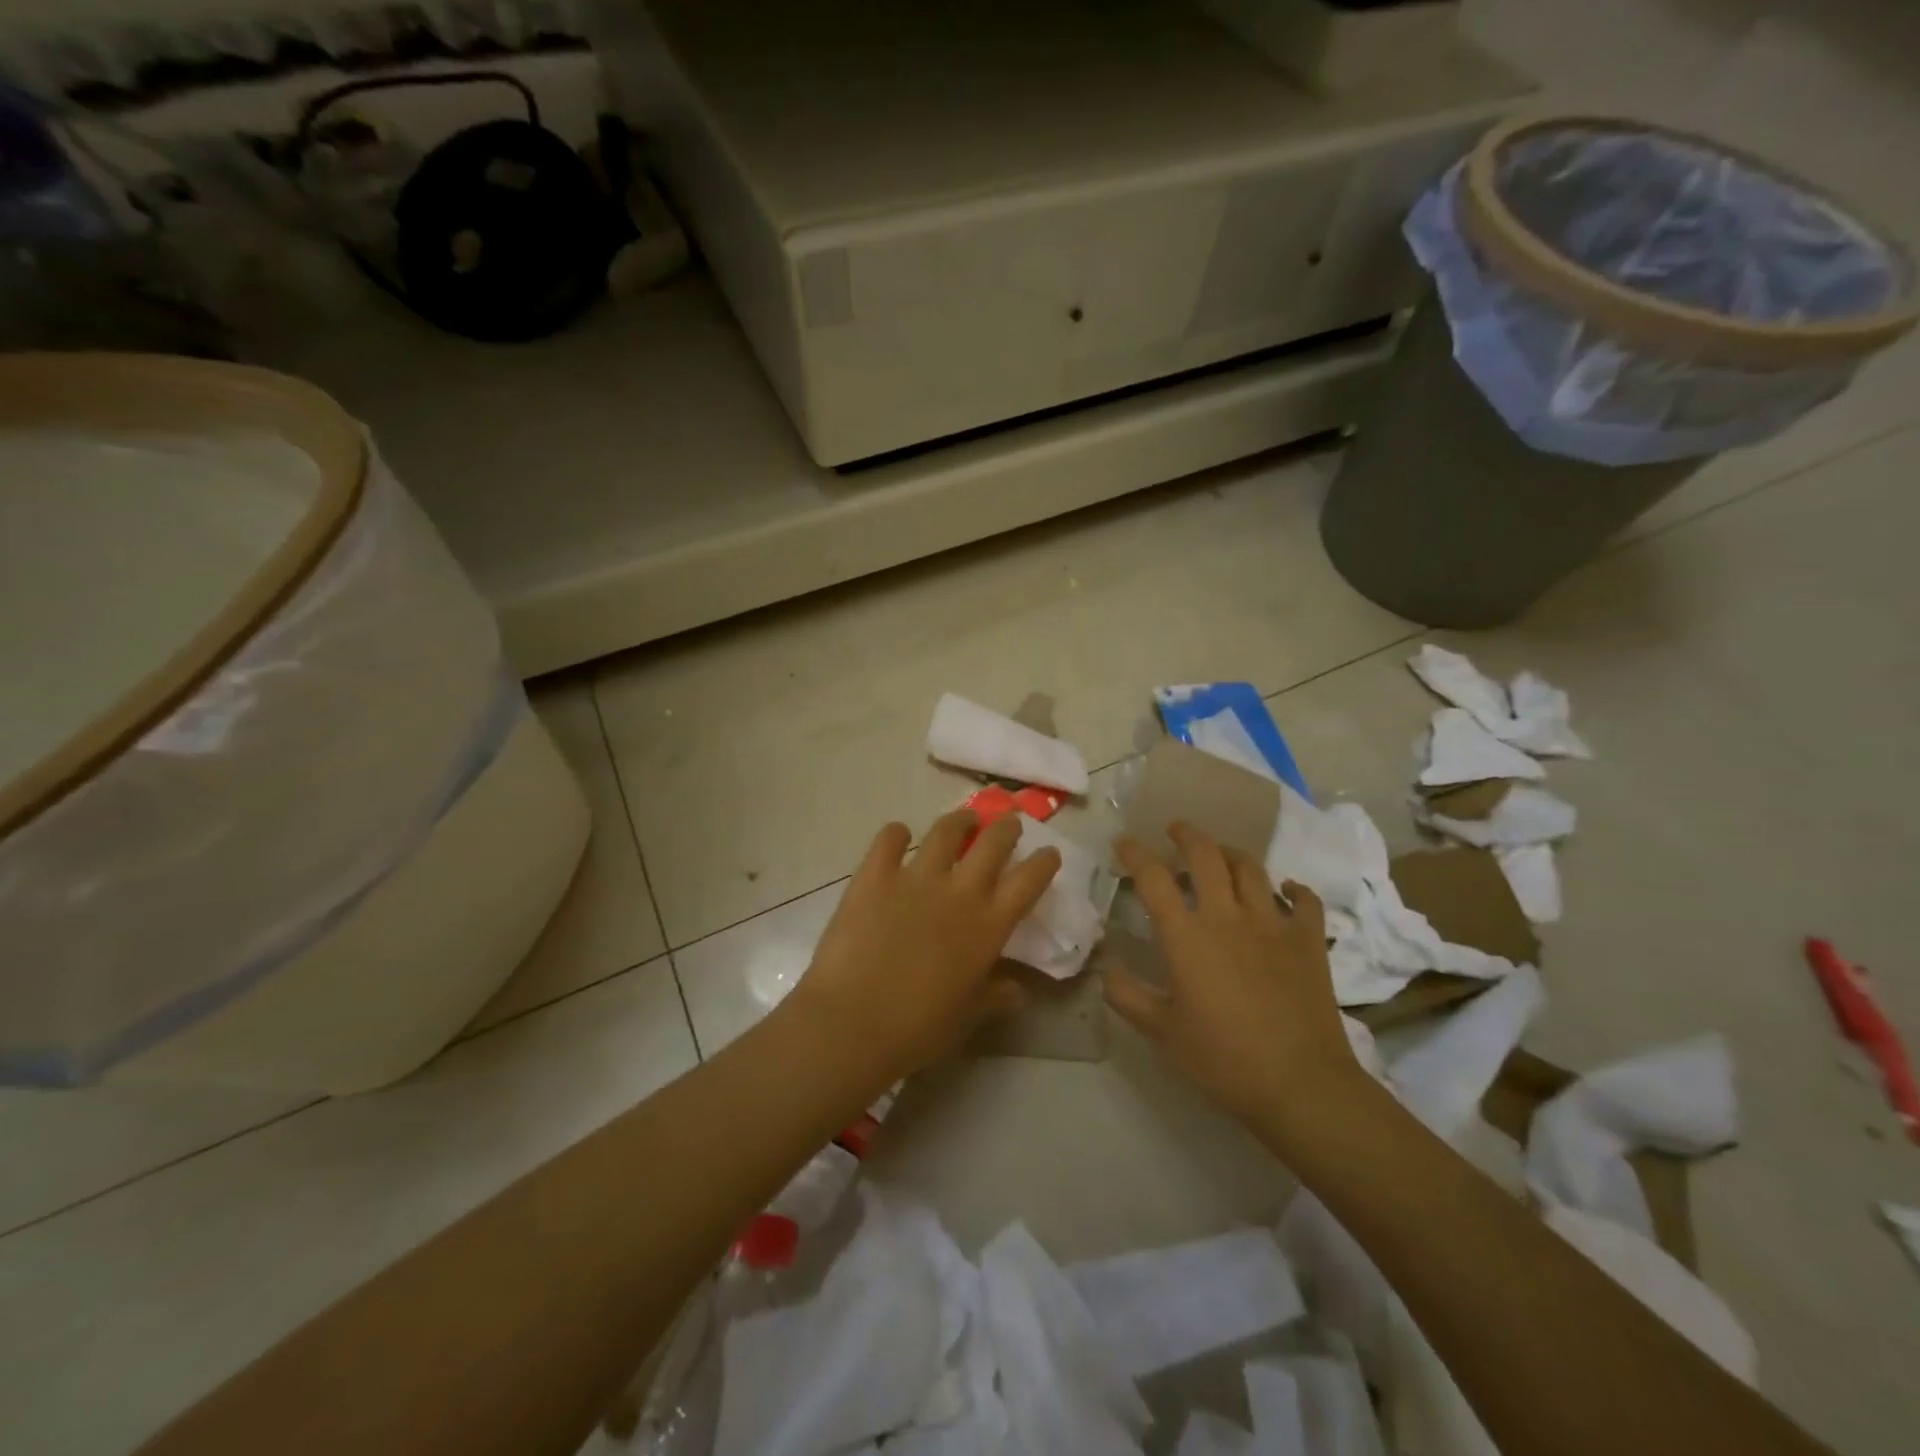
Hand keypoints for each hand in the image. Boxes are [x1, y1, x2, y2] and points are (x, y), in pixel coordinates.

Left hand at [788, 810, 1061, 1081]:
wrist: (853, 1022)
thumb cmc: (918, 1027)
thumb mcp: (968, 1017)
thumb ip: (996, 996)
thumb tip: (1019, 990)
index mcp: (988, 926)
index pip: (1028, 881)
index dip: (1043, 862)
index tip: (1048, 852)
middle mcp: (958, 892)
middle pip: (993, 843)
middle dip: (1006, 828)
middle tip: (1008, 824)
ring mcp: (915, 878)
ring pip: (946, 831)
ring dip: (960, 820)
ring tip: (965, 818)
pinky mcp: (874, 875)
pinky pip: (889, 839)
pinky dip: (896, 833)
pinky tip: (899, 835)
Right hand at [1104, 823, 1359, 1128]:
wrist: (1300, 1084)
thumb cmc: (1222, 1059)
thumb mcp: (1161, 1033)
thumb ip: (1127, 996)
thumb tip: (1104, 970)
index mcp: (1186, 936)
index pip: (1153, 878)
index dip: (1135, 853)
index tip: (1123, 842)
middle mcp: (1227, 916)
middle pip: (1206, 855)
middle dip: (1187, 835)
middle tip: (1176, 829)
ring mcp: (1273, 923)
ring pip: (1251, 868)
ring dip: (1231, 854)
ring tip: (1221, 854)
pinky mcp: (1309, 940)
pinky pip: (1304, 900)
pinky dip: (1294, 889)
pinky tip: (1286, 890)